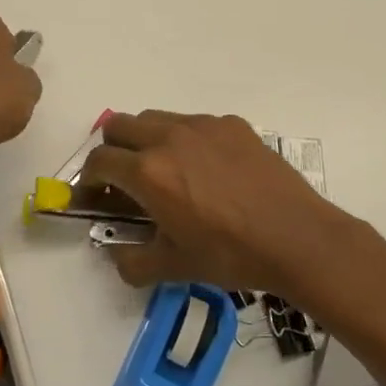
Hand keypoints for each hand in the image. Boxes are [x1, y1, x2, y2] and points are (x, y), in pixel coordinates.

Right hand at [83, 111, 385, 317]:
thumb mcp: (174, 267)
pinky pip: (192, 123)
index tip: (93, 197)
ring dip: (144, 140)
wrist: (299, 238)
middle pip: (118, 127)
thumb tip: (114, 254)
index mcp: (148, 172)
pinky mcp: (231, 124)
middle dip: (111, 151)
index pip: (98, 161)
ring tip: (163, 171)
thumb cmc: (231, 254)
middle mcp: (168, 138)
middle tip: (122, 181)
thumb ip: (131, 261)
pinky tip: (205, 169)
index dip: (87, 180)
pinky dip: (183, 139)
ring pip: (154, 119)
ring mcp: (202, 126)